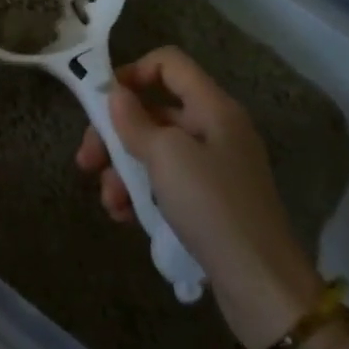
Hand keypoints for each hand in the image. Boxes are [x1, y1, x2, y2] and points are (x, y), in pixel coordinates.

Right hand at [76, 46, 323, 347]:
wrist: (261, 286)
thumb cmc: (212, 206)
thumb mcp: (166, 156)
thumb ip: (135, 121)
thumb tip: (115, 94)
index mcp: (213, 107)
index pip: (169, 63)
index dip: (133, 71)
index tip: (102, 100)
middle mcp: (215, 129)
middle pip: (154, 110)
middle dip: (116, 133)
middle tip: (87, 160)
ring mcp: (214, 167)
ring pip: (155, 150)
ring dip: (123, 170)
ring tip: (109, 201)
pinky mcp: (209, 202)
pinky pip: (166, 182)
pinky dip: (142, 192)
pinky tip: (124, 216)